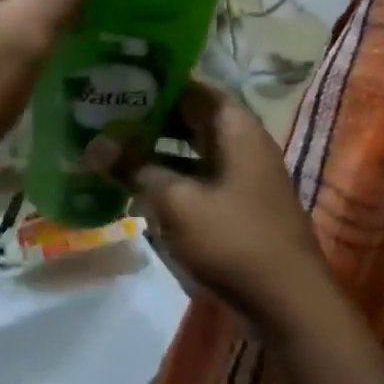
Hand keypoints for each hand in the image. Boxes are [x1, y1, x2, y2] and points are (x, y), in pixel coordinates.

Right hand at [120, 81, 332, 335]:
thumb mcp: (176, 201)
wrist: (289, 302)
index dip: (155, 81)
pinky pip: (197, 176)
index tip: (116, 81)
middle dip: (149, 116)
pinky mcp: (237, 204)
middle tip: (104, 113)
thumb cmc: (233, 239)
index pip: (192, 86)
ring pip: (192, 148)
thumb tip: (94, 146)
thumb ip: (135, 168)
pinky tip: (135, 185)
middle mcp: (242, 143)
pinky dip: (169, 176)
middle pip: (191, 116)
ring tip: (111, 145)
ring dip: (156, 148)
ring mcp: (242, 175)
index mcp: (235, 128)